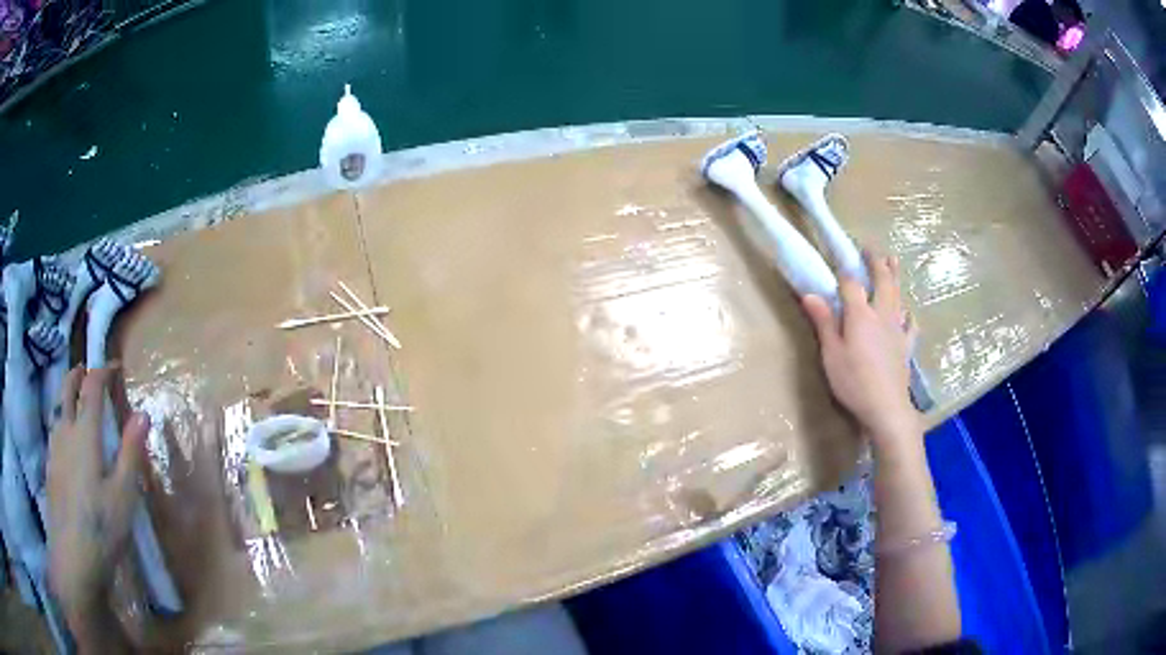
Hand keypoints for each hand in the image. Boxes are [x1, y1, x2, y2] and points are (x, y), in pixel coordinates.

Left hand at [47, 366, 147, 625]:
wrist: (72, 558)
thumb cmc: (102, 528)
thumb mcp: (123, 496)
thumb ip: (131, 453)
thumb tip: (143, 413)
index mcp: (85, 433)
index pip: (92, 387)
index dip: (104, 370)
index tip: (116, 366)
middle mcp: (66, 431)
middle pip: (67, 388)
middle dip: (78, 374)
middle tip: (90, 372)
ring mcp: (54, 449)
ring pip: (58, 407)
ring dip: (67, 395)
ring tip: (77, 401)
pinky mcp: (50, 467)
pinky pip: (54, 429)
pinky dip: (61, 420)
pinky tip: (67, 440)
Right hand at [801, 251, 919, 449]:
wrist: (887, 408)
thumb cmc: (854, 382)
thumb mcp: (831, 355)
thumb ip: (824, 323)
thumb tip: (810, 294)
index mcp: (860, 315)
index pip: (851, 283)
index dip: (844, 270)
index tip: (837, 258)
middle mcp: (882, 314)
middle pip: (881, 281)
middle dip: (875, 262)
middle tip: (869, 248)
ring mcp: (898, 329)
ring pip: (898, 295)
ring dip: (894, 276)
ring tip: (893, 260)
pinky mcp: (907, 346)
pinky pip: (910, 324)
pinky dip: (908, 313)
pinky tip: (908, 312)